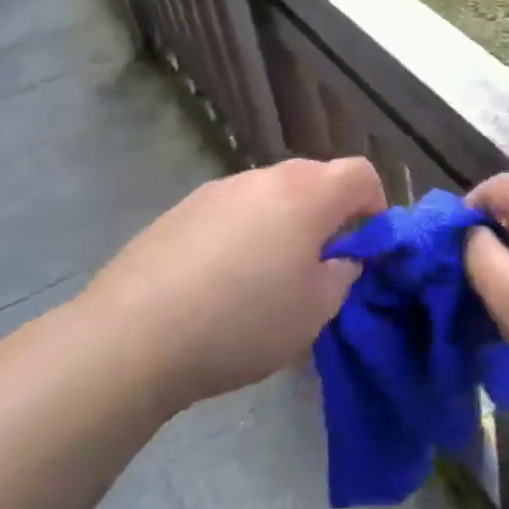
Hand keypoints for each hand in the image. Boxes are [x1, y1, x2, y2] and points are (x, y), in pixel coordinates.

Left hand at [84, 157, 386, 408]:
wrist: (133, 335)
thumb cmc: (243, 322)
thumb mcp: (313, 312)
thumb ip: (341, 276)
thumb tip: (340, 259)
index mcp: (306, 195)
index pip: (360, 174)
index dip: (375, 203)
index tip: (368, 242)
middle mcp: (263, 178)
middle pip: (315, 177)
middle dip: (330, 212)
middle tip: (322, 261)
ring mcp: (218, 189)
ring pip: (271, 193)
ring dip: (285, 220)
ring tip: (269, 273)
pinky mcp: (181, 209)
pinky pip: (233, 209)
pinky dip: (245, 230)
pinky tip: (223, 277)